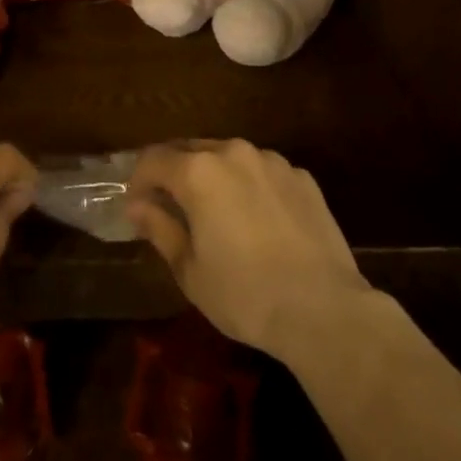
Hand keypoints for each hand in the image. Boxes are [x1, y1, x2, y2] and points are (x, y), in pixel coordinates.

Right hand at [127, 139, 370, 362]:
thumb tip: (137, 205)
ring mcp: (272, 161)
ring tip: (216, 212)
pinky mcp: (302, 177)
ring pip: (229, 158)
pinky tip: (258, 221)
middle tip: (170, 206)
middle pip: (190, 150)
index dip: (138, 180)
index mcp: (198, 172)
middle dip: (174, 173)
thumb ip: (160, 228)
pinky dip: (249, 186)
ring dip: (213, 176)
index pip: (153, 159)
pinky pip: (262, 172)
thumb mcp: (190, 269)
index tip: (137, 206)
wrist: (324, 309)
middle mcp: (233, 153)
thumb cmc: (245, 294)